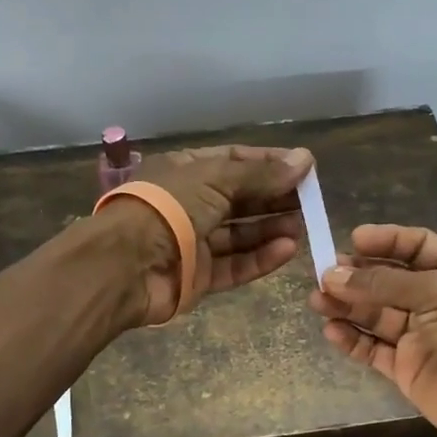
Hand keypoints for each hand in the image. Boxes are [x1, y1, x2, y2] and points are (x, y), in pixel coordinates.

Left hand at [101, 144, 313, 325]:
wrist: (126, 264)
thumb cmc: (169, 208)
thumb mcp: (216, 179)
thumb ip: (262, 174)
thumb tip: (305, 160)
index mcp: (187, 172)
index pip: (235, 162)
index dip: (269, 163)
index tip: (304, 168)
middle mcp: (190, 204)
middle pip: (241, 199)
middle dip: (275, 198)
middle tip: (311, 201)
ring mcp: (194, 242)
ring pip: (241, 234)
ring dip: (272, 228)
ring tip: (304, 226)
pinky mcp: (199, 276)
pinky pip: (236, 265)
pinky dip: (261, 257)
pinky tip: (288, 249)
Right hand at [308, 224, 436, 436]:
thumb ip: (383, 284)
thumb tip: (332, 275)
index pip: (416, 246)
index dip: (385, 241)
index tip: (353, 241)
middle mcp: (436, 300)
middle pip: (388, 280)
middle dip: (357, 275)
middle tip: (325, 275)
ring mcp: (419, 335)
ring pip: (375, 314)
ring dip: (347, 305)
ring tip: (318, 299)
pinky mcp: (406, 368)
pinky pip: (373, 348)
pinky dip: (352, 339)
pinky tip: (331, 330)